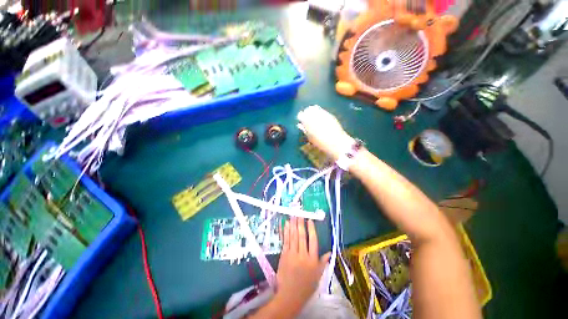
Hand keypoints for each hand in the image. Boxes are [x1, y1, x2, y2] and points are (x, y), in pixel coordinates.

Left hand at [274, 217, 329, 315]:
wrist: (290, 296)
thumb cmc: (306, 286)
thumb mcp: (318, 276)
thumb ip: (323, 262)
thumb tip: (330, 252)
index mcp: (313, 260)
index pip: (313, 241)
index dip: (311, 229)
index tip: (309, 220)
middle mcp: (303, 255)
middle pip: (302, 236)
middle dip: (301, 223)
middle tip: (299, 213)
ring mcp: (292, 255)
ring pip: (293, 236)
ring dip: (293, 225)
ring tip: (293, 215)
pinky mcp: (284, 255)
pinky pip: (285, 241)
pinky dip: (286, 232)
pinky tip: (286, 225)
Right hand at [297, 105, 354, 159]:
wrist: (336, 143)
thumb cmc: (320, 143)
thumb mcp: (310, 138)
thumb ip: (304, 130)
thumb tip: (300, 125)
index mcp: (307, 121)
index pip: (300, 115)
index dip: (300, 118)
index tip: (301, 122)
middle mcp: (315, 114)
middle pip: (308, 109)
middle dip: (306, 113)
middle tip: (306, 120)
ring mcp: (323, 113)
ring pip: (315, 108)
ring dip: (313, 112)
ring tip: (313, 119)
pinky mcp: (330, 114)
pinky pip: (322, 111)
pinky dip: (319, 113)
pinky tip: (320, 120)